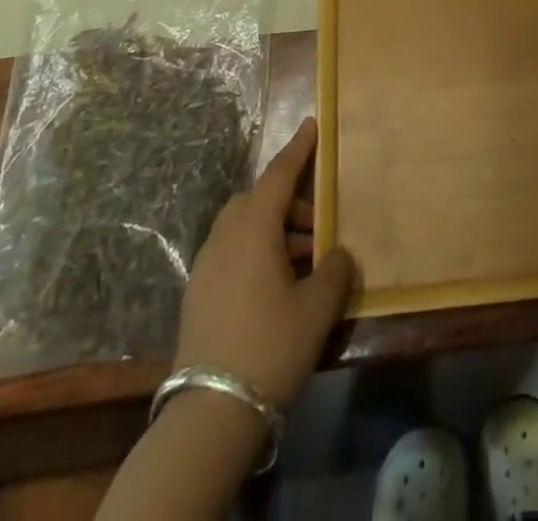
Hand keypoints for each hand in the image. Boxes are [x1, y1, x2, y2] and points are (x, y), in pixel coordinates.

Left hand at [172, 117, 354, 408]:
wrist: (209, 413)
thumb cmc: (271, 345)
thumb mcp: (317, 307)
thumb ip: (335, 270)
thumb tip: (338, 255)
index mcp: (254, 227)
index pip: (279, 174)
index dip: (299, 149)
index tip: (312, 124)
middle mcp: (225, 236)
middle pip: (259, 200)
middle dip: (291, 202)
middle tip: (321, 224)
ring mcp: (207, 265)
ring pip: (245, 227)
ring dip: (276, 231)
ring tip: (307, 262)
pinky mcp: (199, 293)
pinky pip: (234, 252)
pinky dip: (259, 252)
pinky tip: (280, 285)